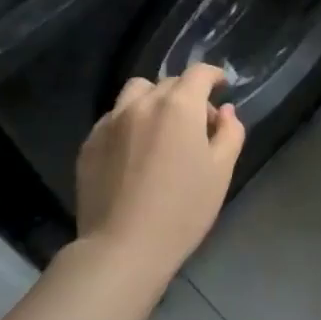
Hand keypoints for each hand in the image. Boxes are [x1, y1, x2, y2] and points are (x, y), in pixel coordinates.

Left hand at [74, 65, 245, 279]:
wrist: (123, 246)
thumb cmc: (183, 209)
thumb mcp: (221, 172)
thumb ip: (230, 133)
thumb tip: (225, 111)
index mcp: (179, 106)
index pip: (199, 73)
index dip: (213, 75)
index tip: (221, 85)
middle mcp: (142, 103)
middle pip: (168, 83)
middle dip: (187, 95)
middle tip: (197, 124)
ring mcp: (111, 121)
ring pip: (136, 93)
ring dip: (153, 100)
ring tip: (160, 129)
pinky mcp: (90, 142)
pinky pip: (113, 118)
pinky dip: (129, 122)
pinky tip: (134, 151)